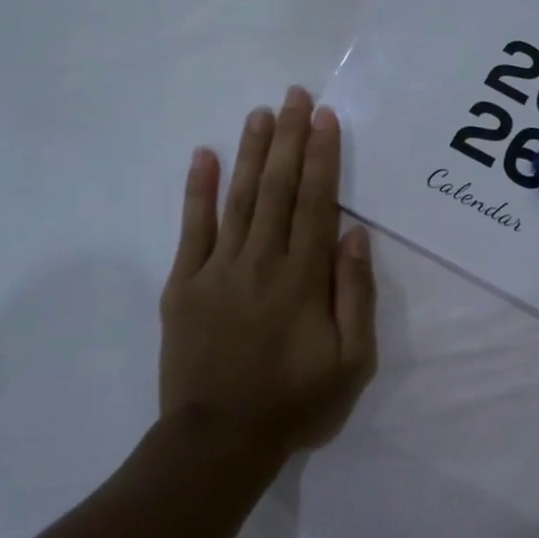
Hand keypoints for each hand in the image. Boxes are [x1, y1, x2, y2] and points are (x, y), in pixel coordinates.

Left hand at [158, 87, 377, 455]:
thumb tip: (355, 234)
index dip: (323, 157)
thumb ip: (355, 294)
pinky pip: (191, 228)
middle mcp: (261, 262)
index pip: (317, 203)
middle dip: (289, 139)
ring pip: (239, 198)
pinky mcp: (183, 285)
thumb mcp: (352, 360)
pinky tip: (204, 156)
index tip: (325, 119)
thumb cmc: (296, 402)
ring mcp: (217, 270)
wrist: (219, 441)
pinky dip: (198, 190)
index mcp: (303, 279)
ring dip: (252, 152)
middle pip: (279, 189)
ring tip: (261, 113)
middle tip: (296, 96)